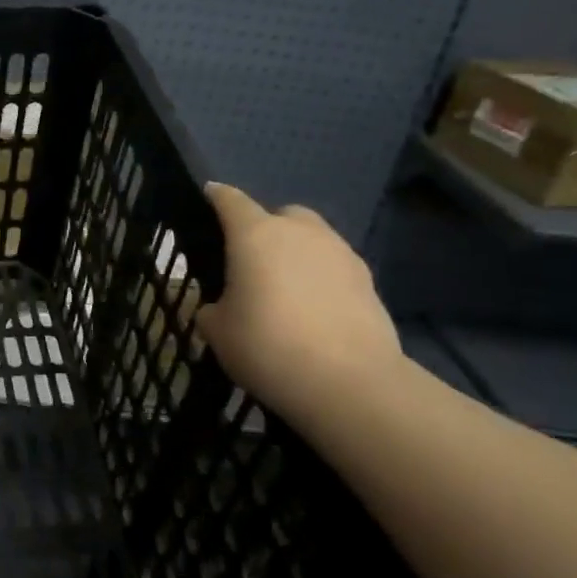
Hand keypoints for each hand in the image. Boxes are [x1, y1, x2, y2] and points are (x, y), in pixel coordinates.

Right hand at [194, 183, 402, 422]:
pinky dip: (322, 279)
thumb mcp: (218, 332)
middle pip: (280, 215)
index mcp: (254, 235)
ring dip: (297, 254)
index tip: (208, 195)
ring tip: (286, 291)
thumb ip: (213, 310)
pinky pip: (334, 267)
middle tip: (252, 262)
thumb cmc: (267, 346)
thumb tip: (220, 308)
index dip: (216, 196)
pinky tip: (315, 311)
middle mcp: (299, 232)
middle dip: (266, 229)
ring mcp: (339, 252)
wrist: (349, 383)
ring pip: (312, 239)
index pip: (230, 200)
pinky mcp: (368, 280)